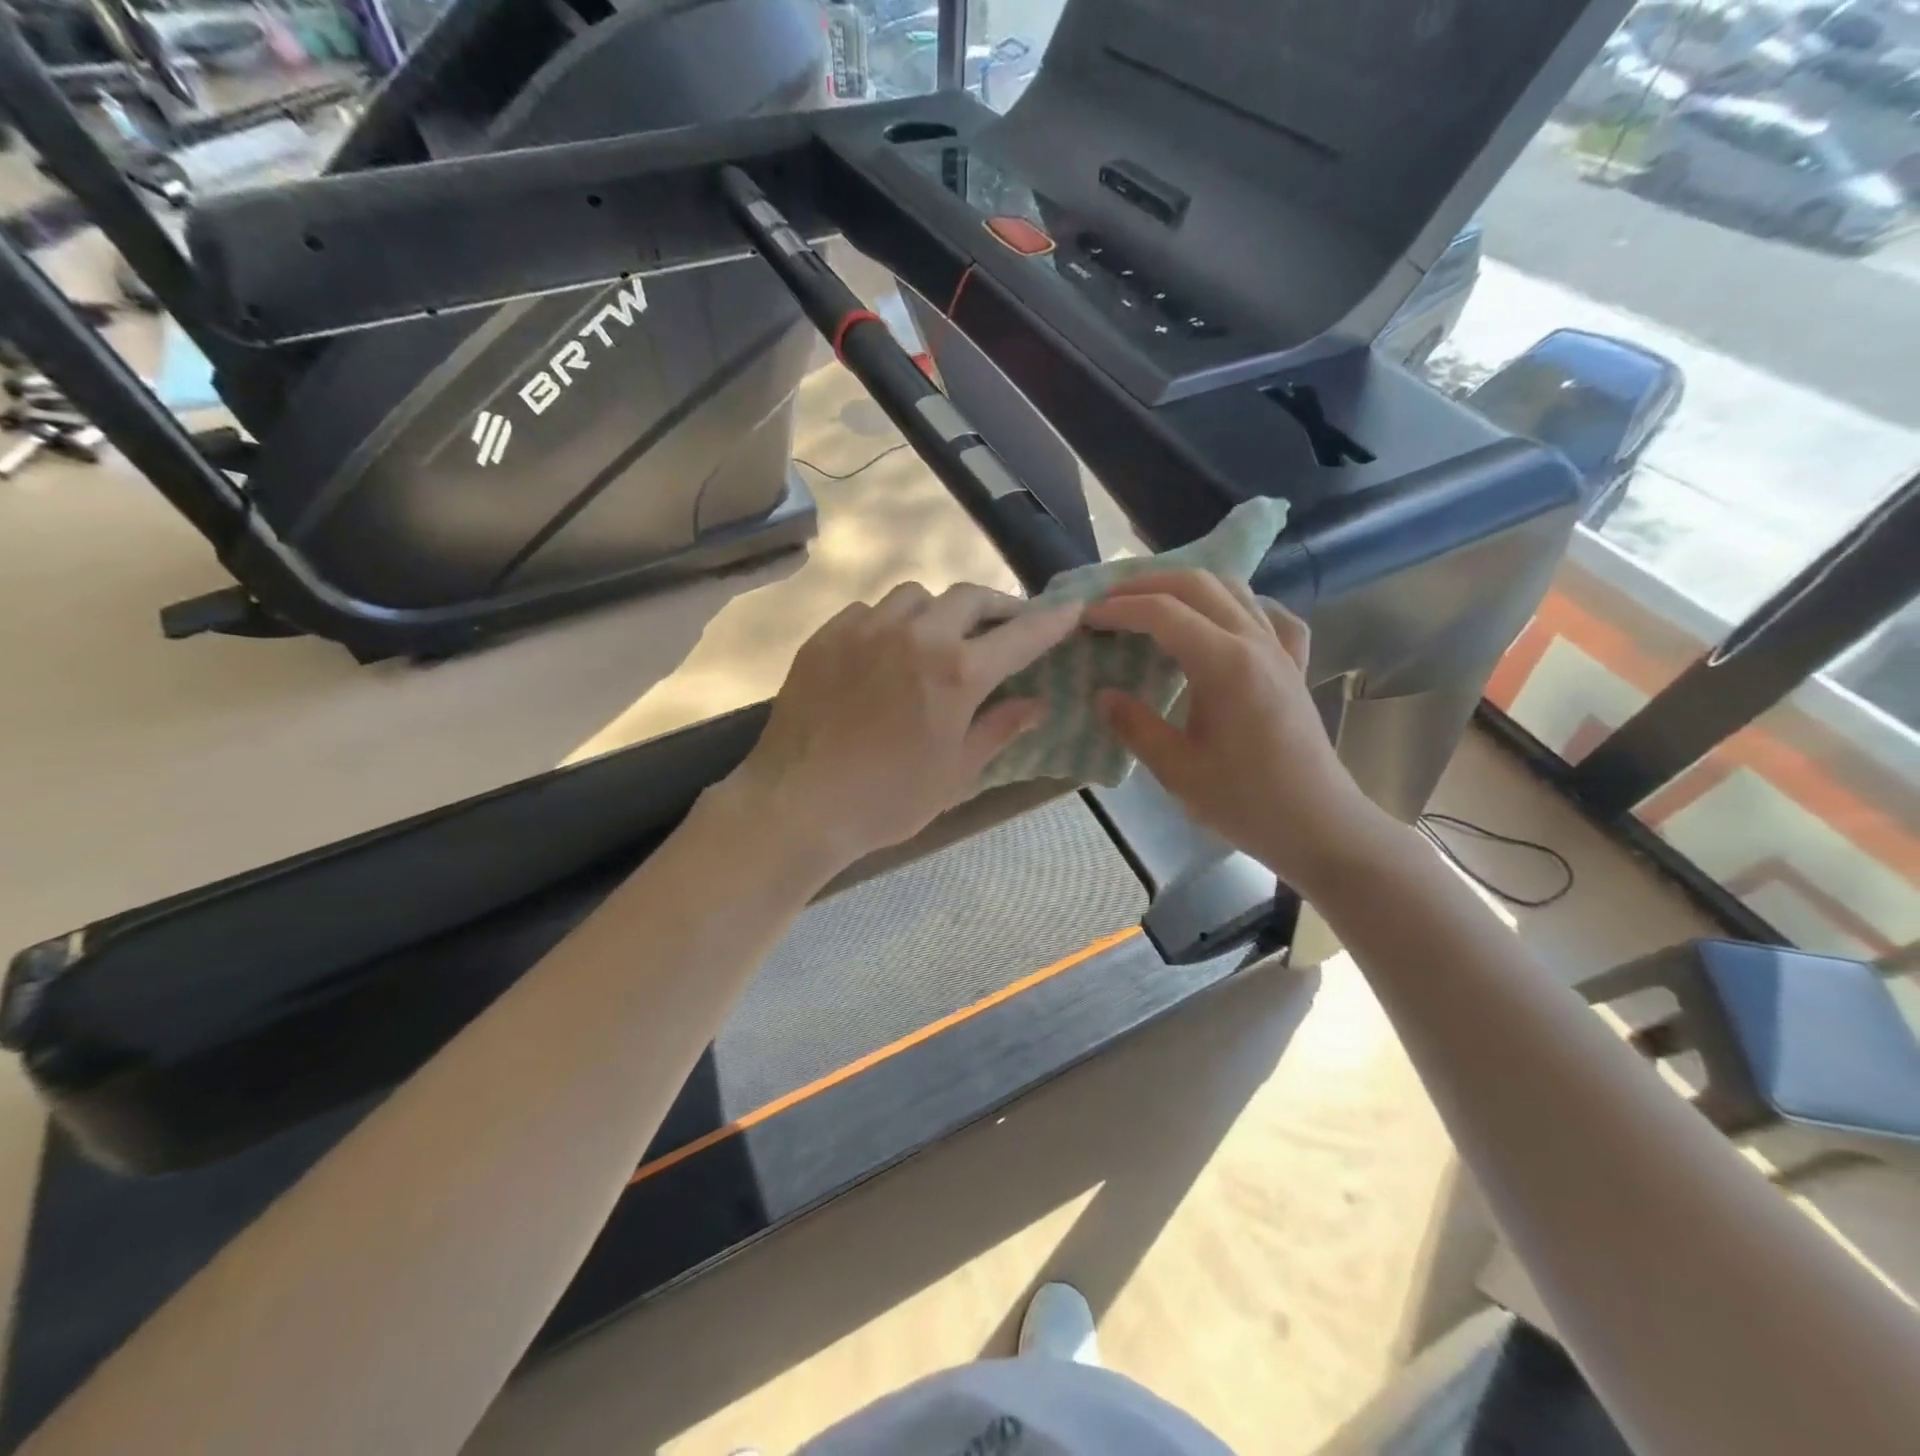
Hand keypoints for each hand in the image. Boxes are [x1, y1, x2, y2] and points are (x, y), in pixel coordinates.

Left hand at [722, 582, 1081, 878]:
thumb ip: (998, 729)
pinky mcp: (826, 636)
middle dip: (994, 607)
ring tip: (937, 638)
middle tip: (1001, 628)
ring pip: (915, 596)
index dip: (1050, 621)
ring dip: (937, 610)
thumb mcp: (955, 774)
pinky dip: (890, 622)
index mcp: (956, 672)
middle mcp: (915, 635)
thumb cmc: (887, 800)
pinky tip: (884, 652)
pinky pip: (869, 611)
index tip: (1071, 608)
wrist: (797, 805)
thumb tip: (1036, 704)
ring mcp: (865, 629)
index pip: (1019, 635)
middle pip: (967, 596)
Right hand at [1084, 570, 1388, 892]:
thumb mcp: (1177, 771)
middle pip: (1197, 584)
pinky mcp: (1293, 665)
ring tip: (1151, 603)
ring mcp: (1279, 650)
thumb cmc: (1246, 802)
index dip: (1119, 608)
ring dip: (1186, 586)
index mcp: (1225, 664)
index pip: (1163, 613)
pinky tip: (1222, 623)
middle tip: (1109, 600)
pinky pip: (1269, 616)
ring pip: (1233, 589)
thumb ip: (1135, 726)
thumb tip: (1103, 695)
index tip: (1086, 617)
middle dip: (1146, 583)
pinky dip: (1238, 607)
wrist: (1319, 825)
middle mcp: (1255, 642)